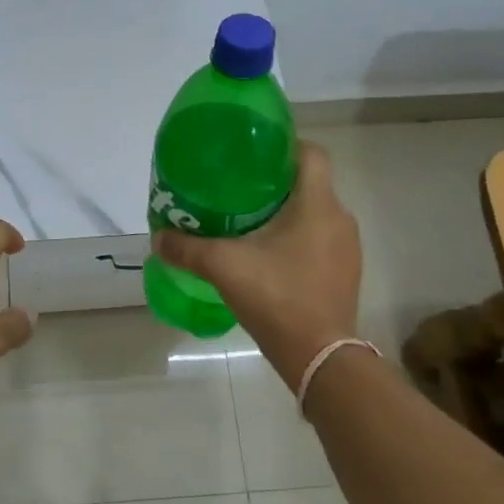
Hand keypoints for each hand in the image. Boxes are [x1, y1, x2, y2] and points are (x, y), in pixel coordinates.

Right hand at [151, 141, 360, 390]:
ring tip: (249, 220)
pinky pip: (321, 239)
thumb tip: (157, 237)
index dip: (284, 145)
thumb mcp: (223, 267)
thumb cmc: (277, 297)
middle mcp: (340, 218)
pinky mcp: (345, 272)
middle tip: (238, 188)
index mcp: (317, 204)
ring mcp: (347, 248)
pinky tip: (269, 255)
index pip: (312, 153)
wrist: (321, 357)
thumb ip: (187, 248)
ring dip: (288, 212)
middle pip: (310, 183)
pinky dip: (298, 237)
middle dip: (275, 182)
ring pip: (316, 213)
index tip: (253, 154)